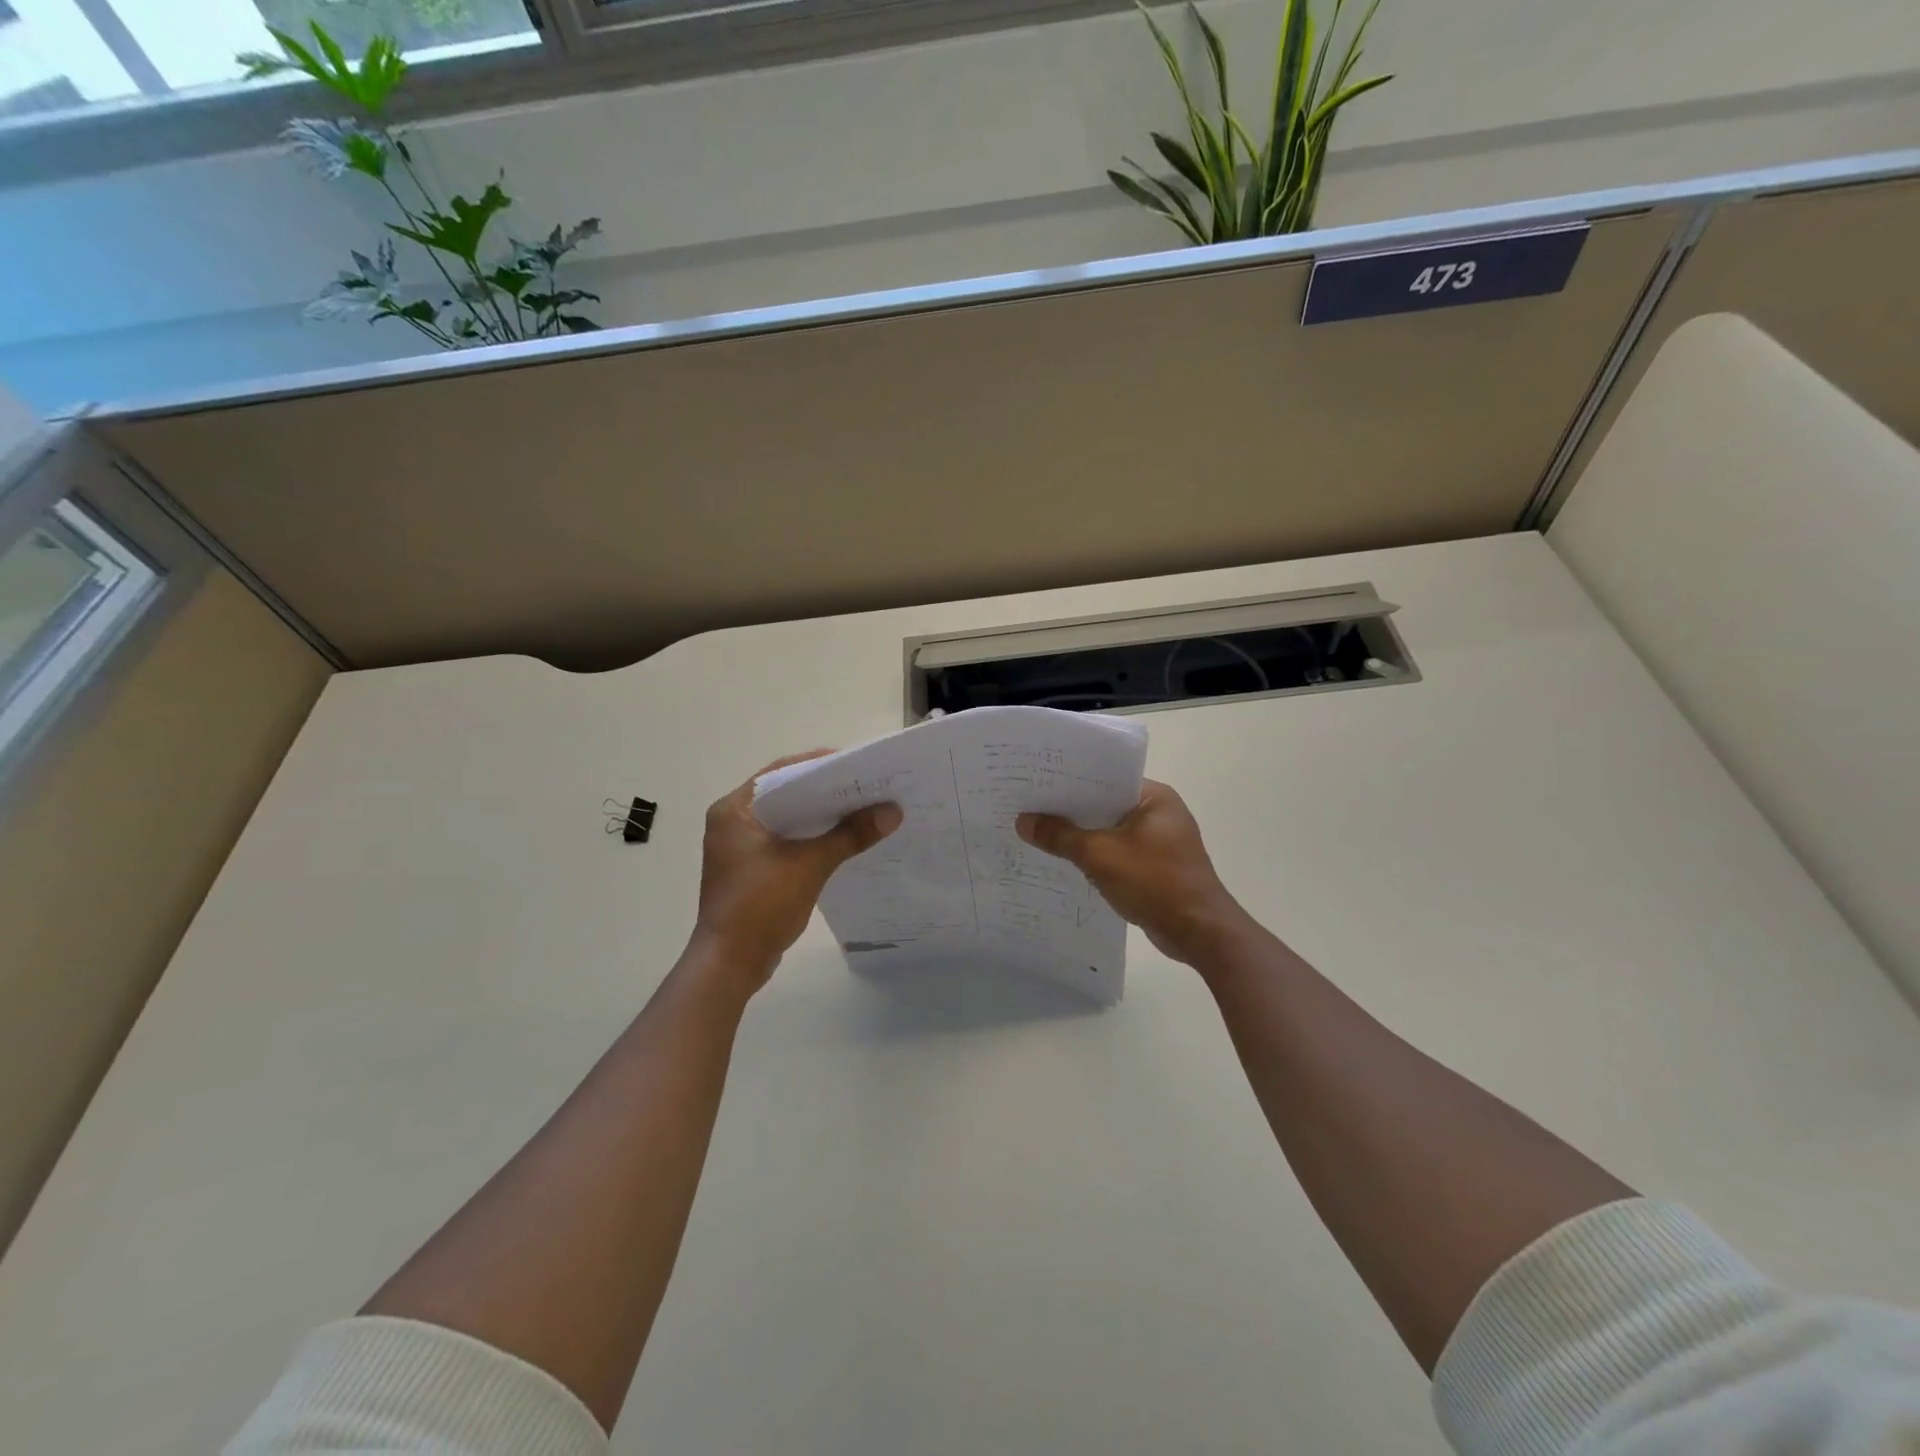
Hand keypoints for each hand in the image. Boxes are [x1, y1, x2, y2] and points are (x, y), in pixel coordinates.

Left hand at [692, 751, 901, 989]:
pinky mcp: (752, 869)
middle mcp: (733, 821)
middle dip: (827, 791)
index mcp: (735, 809)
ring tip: (863, 809)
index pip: (782, 772)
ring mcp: (741, 847)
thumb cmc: (760, 905)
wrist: (730, 964)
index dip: (820, 764)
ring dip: (822, 816)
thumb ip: (850, 835)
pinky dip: (813, 838)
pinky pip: (787, 841)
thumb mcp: (810, 865)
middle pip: (787, 794)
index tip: (857, 765)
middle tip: (867, 786)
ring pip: (788, 819)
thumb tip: (893, 811)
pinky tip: (844, 839)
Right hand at [1017, 780, 1250, 967]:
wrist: (1200, 934)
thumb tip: (1023, 821)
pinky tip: (1064, 861)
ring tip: (1038, 832)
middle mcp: (1159, 813)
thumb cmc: (1155, 883)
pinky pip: (1117, 853)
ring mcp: (1159, 842)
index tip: (1036, 783)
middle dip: (1070, 810)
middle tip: (1028, 807)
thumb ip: (1060, 836)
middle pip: (1105, 804)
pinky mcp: (1156, 867)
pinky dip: (1095, 856)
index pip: (1105, 778)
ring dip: (1081, 835)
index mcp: (1154, 797)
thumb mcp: (1101, 856)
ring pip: (1109, 830)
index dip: (1070, 780)